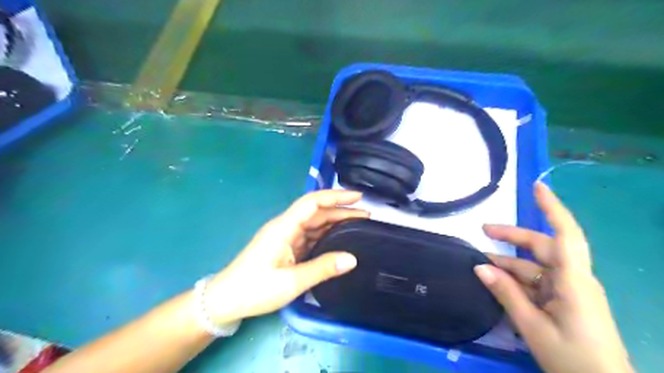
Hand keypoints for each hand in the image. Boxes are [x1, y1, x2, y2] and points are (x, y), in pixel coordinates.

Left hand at [204, 190, 365, 325]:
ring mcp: (286, 237)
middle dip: (341, 211)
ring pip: (315, 224)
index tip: (358, 197)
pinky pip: (310, 237)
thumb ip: (323, 269)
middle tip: (367, 216)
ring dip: (335, 223)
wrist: (226, 300)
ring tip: (359, 226)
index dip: (336, 197)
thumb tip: (352, 259)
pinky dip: (326, 236)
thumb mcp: (291, 282)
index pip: (312, 203)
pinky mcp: (286, 247)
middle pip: (317, 212)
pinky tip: (340, 240)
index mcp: (284, 227)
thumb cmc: (255, 289)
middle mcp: (286, 227)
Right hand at [478, 183, 631, 372]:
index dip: (552, 208)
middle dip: (512, 236)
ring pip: (535, 266)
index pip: (566, 235)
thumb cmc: (574, 359)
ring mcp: (569, 290)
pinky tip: (498, 283)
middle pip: (542, 247)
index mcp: (573, 281)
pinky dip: (517, 280)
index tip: (537, 187)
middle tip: (483, 230)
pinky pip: (537, 282)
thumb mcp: (533, 327)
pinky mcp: (565, 301)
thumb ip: (506, 293)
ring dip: (509, 264)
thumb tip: (479, 266)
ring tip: (481, 264)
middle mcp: (573, 279)